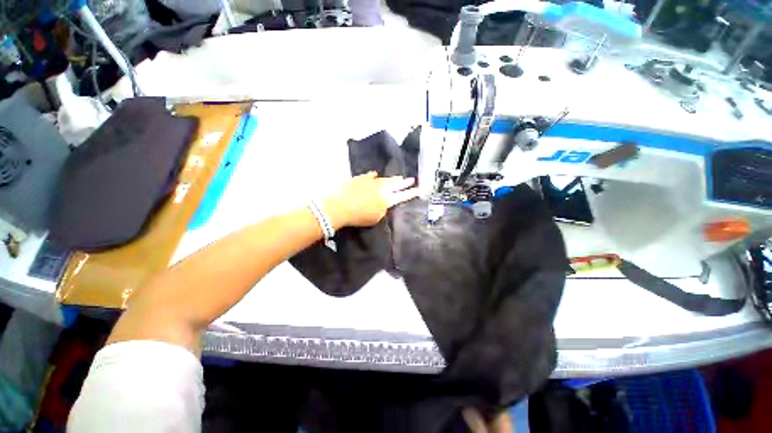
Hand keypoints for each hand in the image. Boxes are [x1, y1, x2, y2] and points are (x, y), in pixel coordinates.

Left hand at [323, 171, 418, 228]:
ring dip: (393, 179)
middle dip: (405, 182)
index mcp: (387, 199)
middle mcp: (382, 188)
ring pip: (385, 179)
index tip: (419, 190)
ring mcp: (371, 181)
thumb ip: (383, 210)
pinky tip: (376, 174)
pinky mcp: (361, 178)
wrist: (340, 206)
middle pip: (396, 184)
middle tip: (412, 180)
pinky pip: (371, 176)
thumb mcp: (375, 218)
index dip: (412, 193)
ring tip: (399, 177)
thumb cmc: (359, 216)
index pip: (403, 196)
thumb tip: (385, 204)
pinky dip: (375, 176)